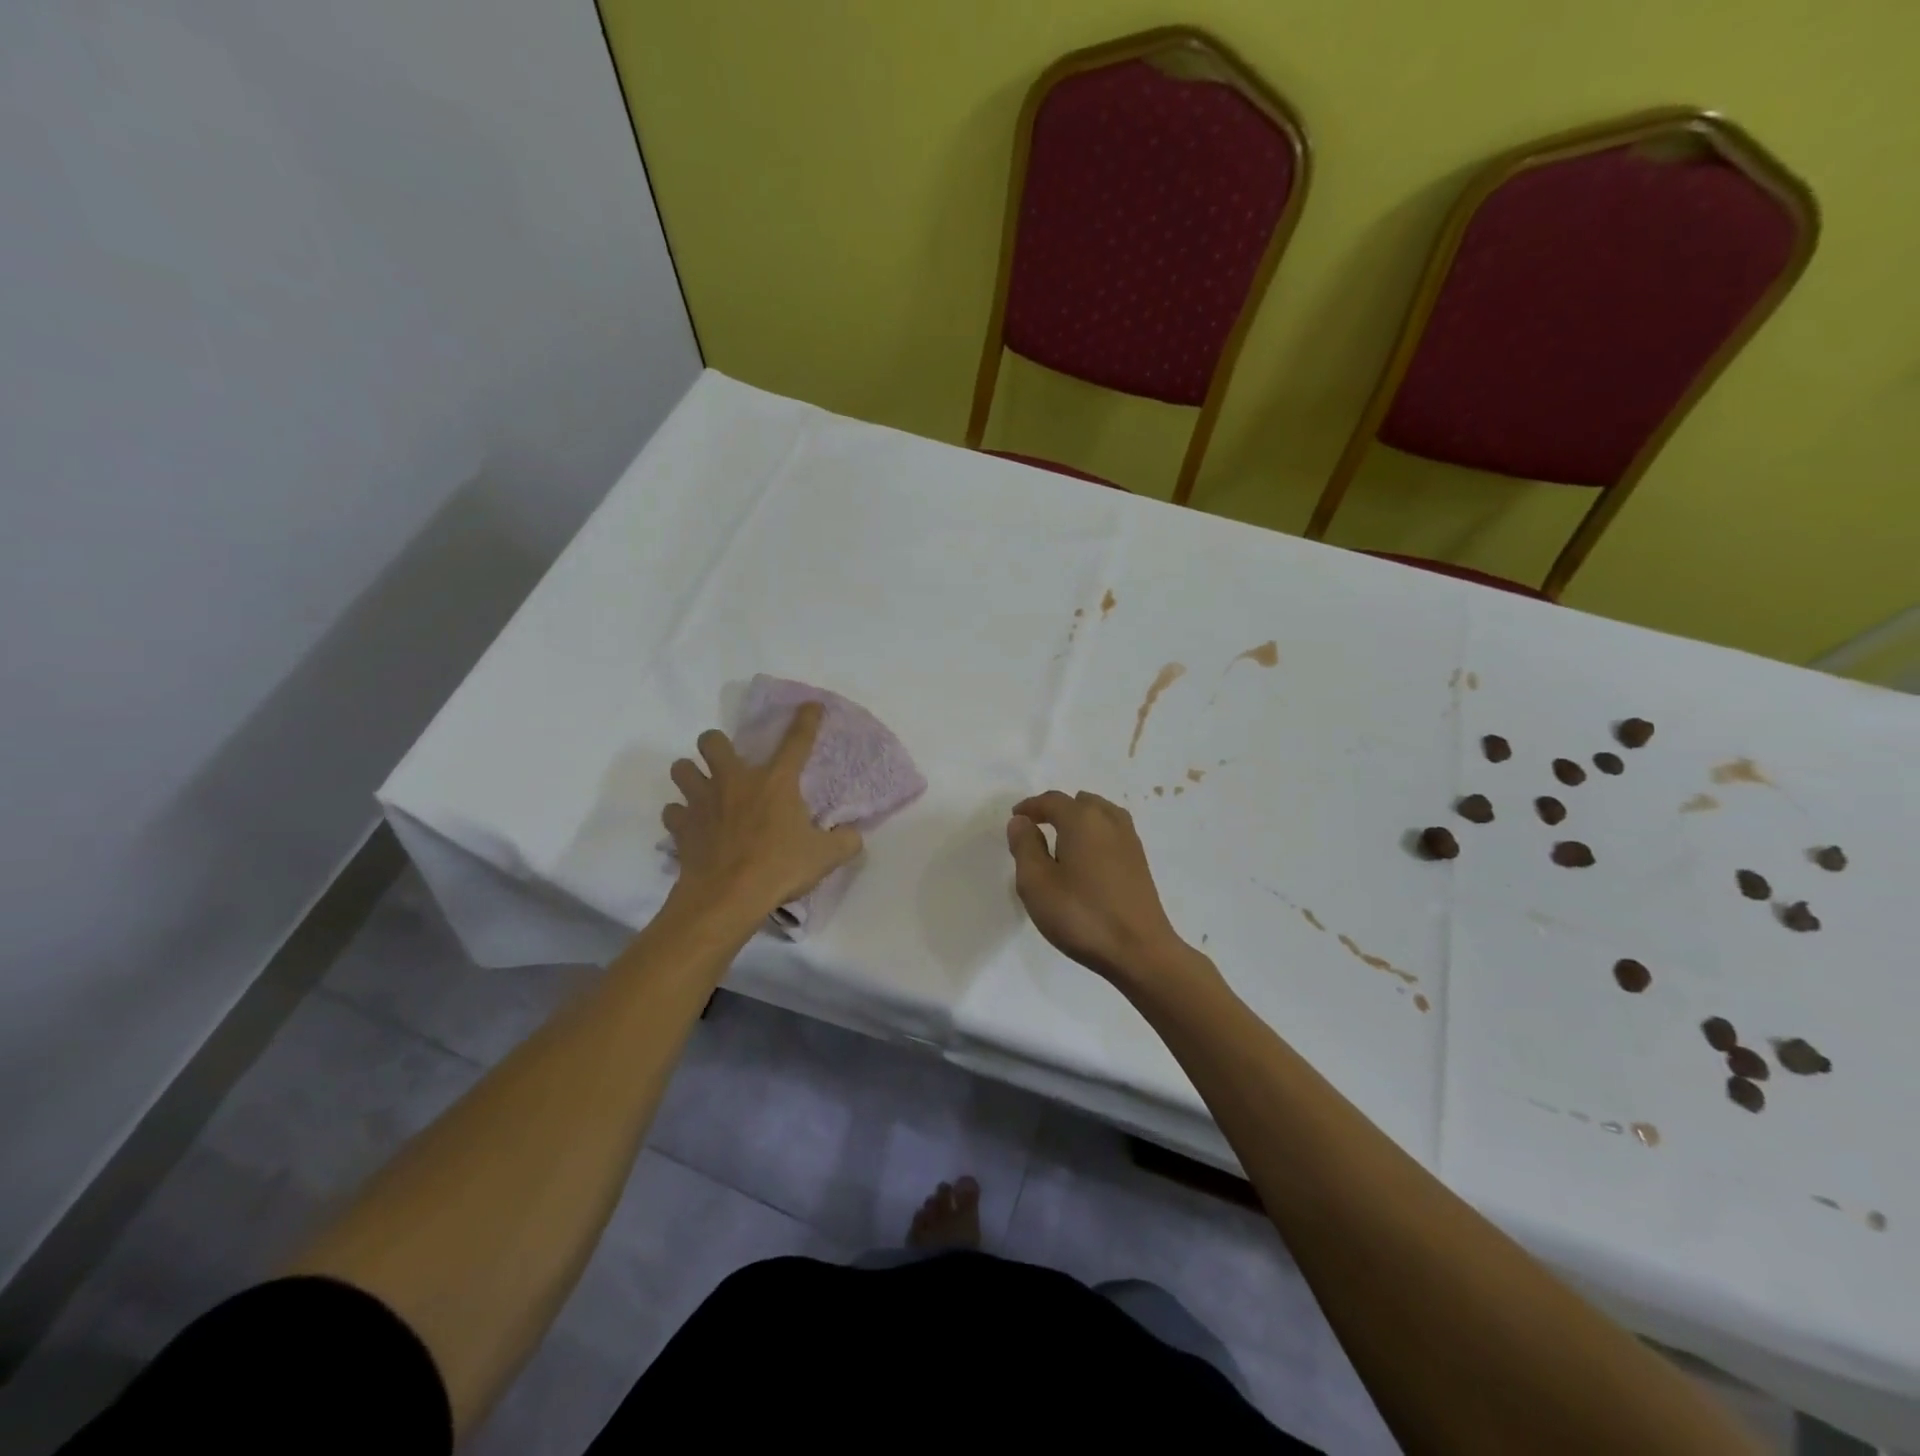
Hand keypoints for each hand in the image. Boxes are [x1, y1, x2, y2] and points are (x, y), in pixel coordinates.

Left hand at [661, 703, 861, 920]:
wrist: (726, 898)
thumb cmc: (779, 869)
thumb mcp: (825, 857)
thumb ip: (844, 841)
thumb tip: (852, 835)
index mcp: (775, 782)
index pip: (796, 741)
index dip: (806, 720)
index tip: (810, 705)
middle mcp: (735, 781)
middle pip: (712, 740)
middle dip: (717, 745)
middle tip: (729, 763)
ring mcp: (703, 801)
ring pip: (682, 768)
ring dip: (691, 774)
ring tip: (704, 789)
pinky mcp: (681, 826)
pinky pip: (673, 811)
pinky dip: (681, 816)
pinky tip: (692, 825)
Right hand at [1005, 790, 1203, 987]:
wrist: (1140, 951)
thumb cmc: (1081, 915)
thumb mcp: (1036, 883)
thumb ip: (1025, 847)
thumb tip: (1021, 822)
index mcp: (1082, 819)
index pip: (1052, 801)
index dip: (1030, 807)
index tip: (1016, 818)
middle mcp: (1109, 821)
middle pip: (1079, 803)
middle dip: (1056, 811)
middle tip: (1037, 829)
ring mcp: (1130, 840)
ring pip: (1100, 815)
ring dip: (1079, 821)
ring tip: (1062, 843)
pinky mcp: (1140, 861)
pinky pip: (1112, 833)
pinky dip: (1095, 835)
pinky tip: (1087, 860)